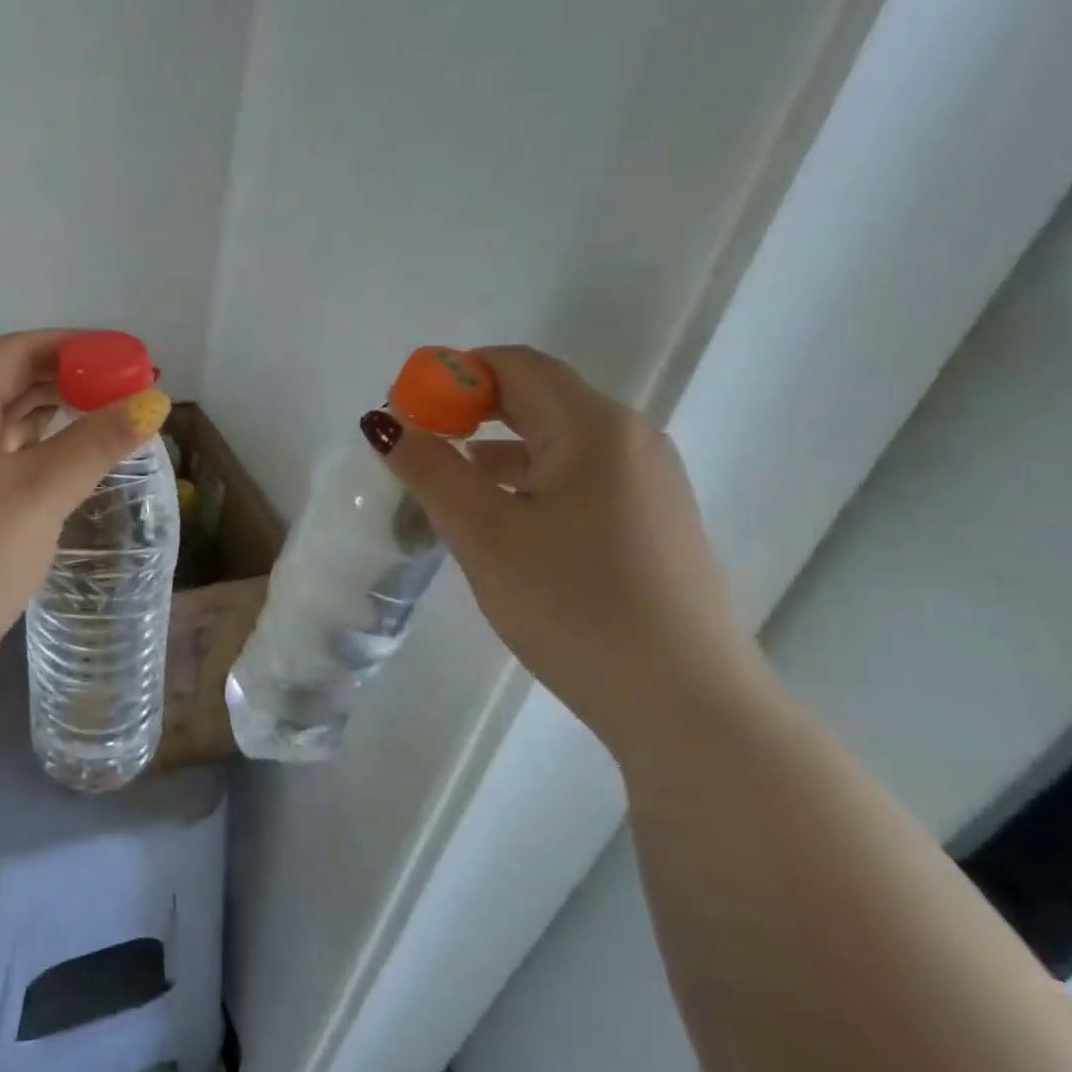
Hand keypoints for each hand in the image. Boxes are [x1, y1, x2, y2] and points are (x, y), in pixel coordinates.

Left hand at [0, 330, 171, 706]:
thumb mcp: (37, 492)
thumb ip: (97, 441)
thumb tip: (155, 400)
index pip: (16, 351)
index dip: (78, 347)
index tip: (131, 356)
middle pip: (9, 384)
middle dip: (71, 383)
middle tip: (132, 390)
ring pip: (3, 426)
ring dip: (56, 419)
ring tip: (113, 418)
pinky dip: (36, 455)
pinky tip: (72, 461)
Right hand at [370, 345, 756, 748]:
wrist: (686, 706)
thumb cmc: (574, 605)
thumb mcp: (484, 533)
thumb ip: (429, 469)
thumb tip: (385, 424)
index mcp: (595, 427)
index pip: (515, 365)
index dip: (452, 374)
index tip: (405, 409)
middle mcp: (631, 440)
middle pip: (537, 397)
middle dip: (469, 409)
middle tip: (417, 440)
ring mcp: (648, 483)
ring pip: (557, 440)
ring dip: (496, 445)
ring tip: (446, 479)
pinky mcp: (651, 522)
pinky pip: (578, 476)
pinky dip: (528, 477)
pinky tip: (499, 515)